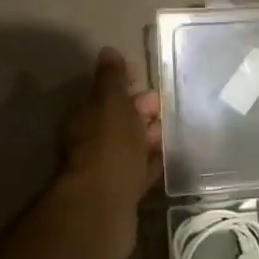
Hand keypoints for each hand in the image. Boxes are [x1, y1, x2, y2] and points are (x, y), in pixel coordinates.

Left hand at [54, 47, 162, 258]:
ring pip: (130, 145)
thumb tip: (107, 51)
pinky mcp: (121, 193)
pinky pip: (139, 170)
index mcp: (85, 117)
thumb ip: (111, 78)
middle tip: (166, 105)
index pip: (105, 93)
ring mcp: (106, 169)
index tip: (146, 76)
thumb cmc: (108, 146)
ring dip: (148, 136)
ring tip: (173, 129)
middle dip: (140, 109)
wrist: (103, 207)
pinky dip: (151, 162)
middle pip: (118, 119)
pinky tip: (168, 157)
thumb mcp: (110, 102)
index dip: (125, 82)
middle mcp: (90, 142)